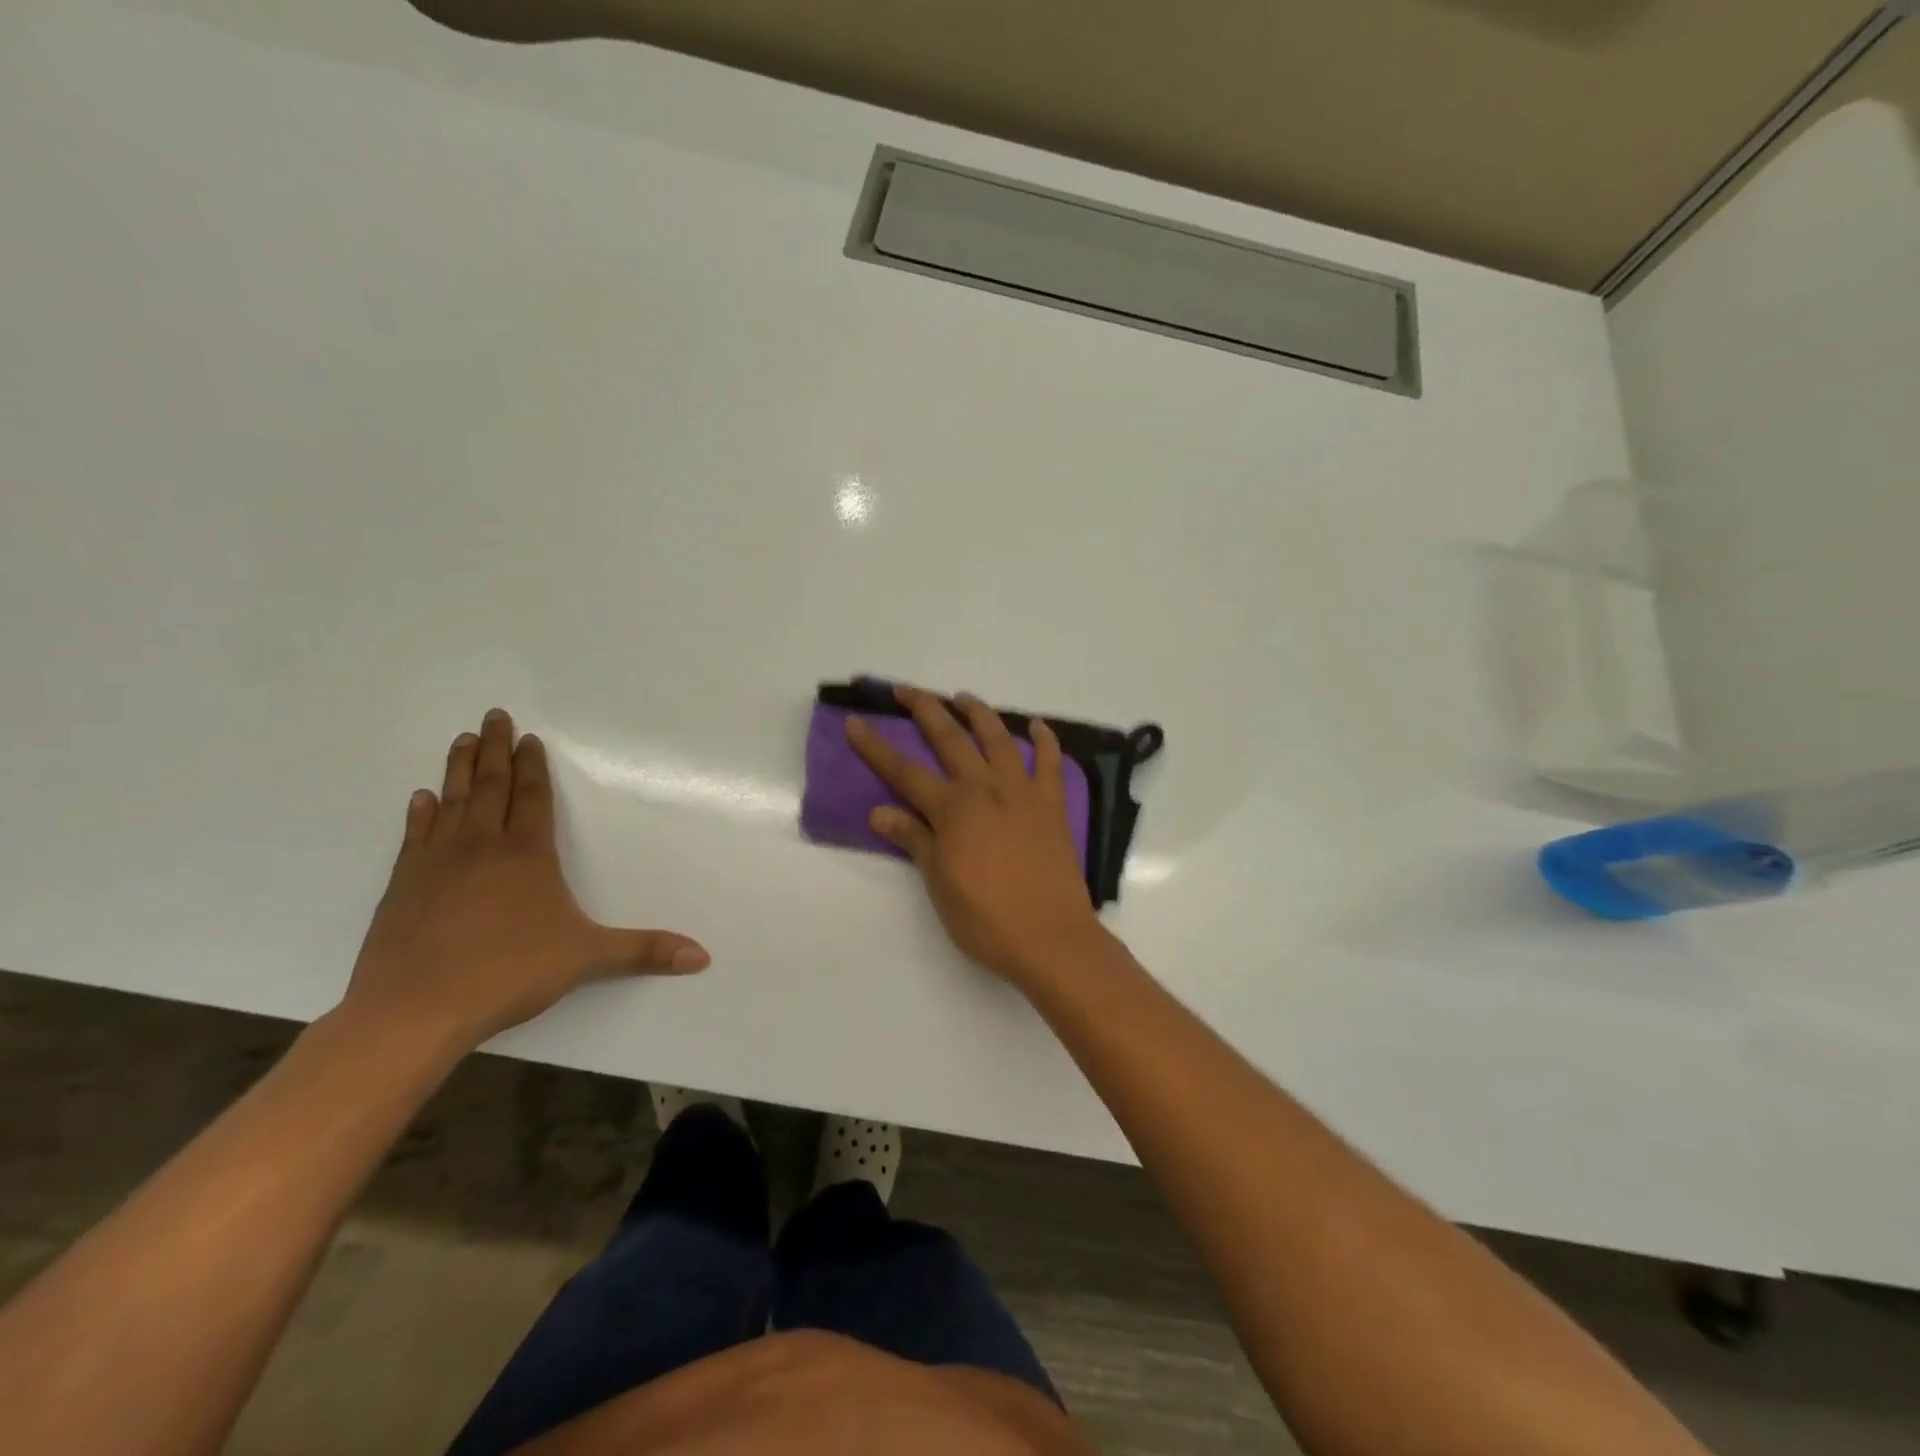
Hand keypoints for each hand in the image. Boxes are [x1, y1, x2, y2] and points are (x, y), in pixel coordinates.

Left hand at [342, 708, 708, 1049]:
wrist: (414, 1008)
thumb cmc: (508, 973)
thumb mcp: (587, 958)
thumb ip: (645, 951)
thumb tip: (702, 956)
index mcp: (528, 855)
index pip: (534, 798)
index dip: (534, 767)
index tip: (528, 738)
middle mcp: (483, 847)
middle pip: (491, 786)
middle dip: (494, 750)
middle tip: (493, 716)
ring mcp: (437, 863)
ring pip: (452, 801)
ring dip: (458, 769)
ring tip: (460, 739)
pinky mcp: (403, 885)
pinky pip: (414, 837)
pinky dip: (420, 814)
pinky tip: (421, 798)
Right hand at [846, 686, 1107, 985]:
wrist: (1049, 937)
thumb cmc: (985, 919)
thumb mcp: (939, 883)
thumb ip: (914, 840)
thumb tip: (879, 811)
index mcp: (952, 809)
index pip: (904, 771)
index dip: (875, 747)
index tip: (855, 722)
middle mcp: (985, 788)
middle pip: (950, 738)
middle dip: (925, 710)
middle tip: (906, 690)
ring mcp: (1022, 793)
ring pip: (998, 739)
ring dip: (978, 713)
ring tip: (963, 697)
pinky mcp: (1052, 806)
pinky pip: (1051, 763)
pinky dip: (1045, 740)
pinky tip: (1037, 725)